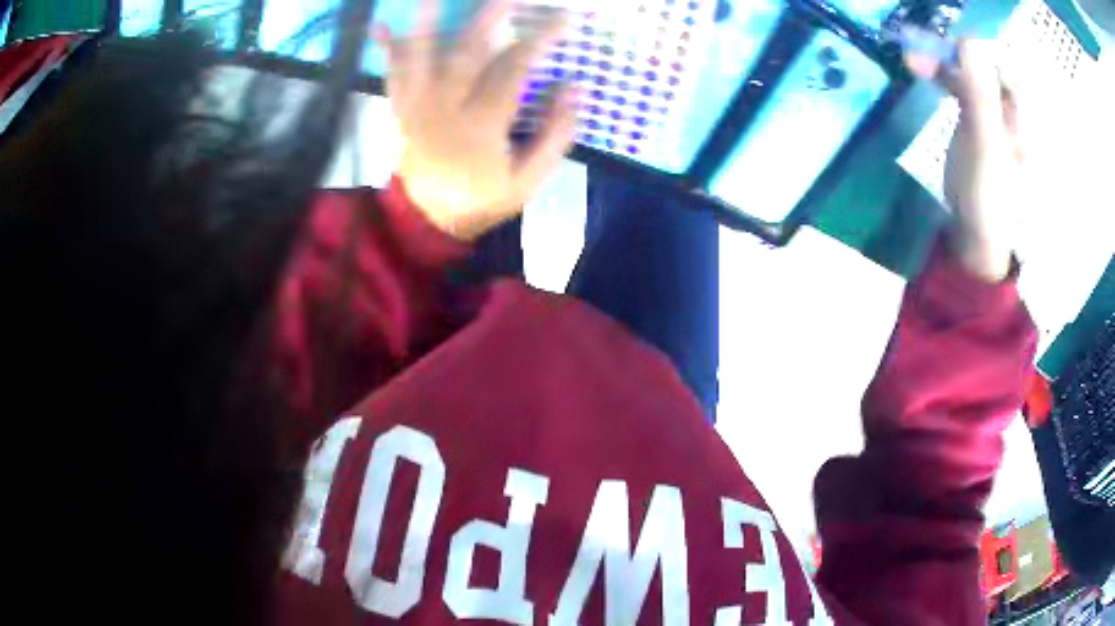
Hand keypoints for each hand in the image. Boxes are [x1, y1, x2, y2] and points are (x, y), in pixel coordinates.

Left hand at [374, 0, 578, 241]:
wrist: (427, 221)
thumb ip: (555, 134)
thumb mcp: (527, 180)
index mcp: (481, 125)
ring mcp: (417, 107)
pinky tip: (381, 25)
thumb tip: (575, 87)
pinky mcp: (400, 110)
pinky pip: (393, 74)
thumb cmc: (481, 199)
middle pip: (468, 52)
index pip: (514, 69)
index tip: (563, 19)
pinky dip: (388, 49)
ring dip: (428, 23)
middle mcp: (445, 108)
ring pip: (423, 57)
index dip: (540, 40)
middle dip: (490, 17)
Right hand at [906, 40, 1024, 281]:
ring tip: (913, 59)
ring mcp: (995, 114)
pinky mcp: (979, 121)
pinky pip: (962, 86)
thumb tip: (968, 39)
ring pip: (969, 71)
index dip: (975, 45)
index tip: (946, 39)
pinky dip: (942, 76)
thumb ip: (980, 93)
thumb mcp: (985, 144)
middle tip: (920, 45)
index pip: (1001, 61)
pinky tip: (923, 71)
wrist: (975, 234)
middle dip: (953, 52)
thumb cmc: (987, 197)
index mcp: (1024, 115)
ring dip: (942, 61)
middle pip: (984, 63)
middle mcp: (1013, 108)